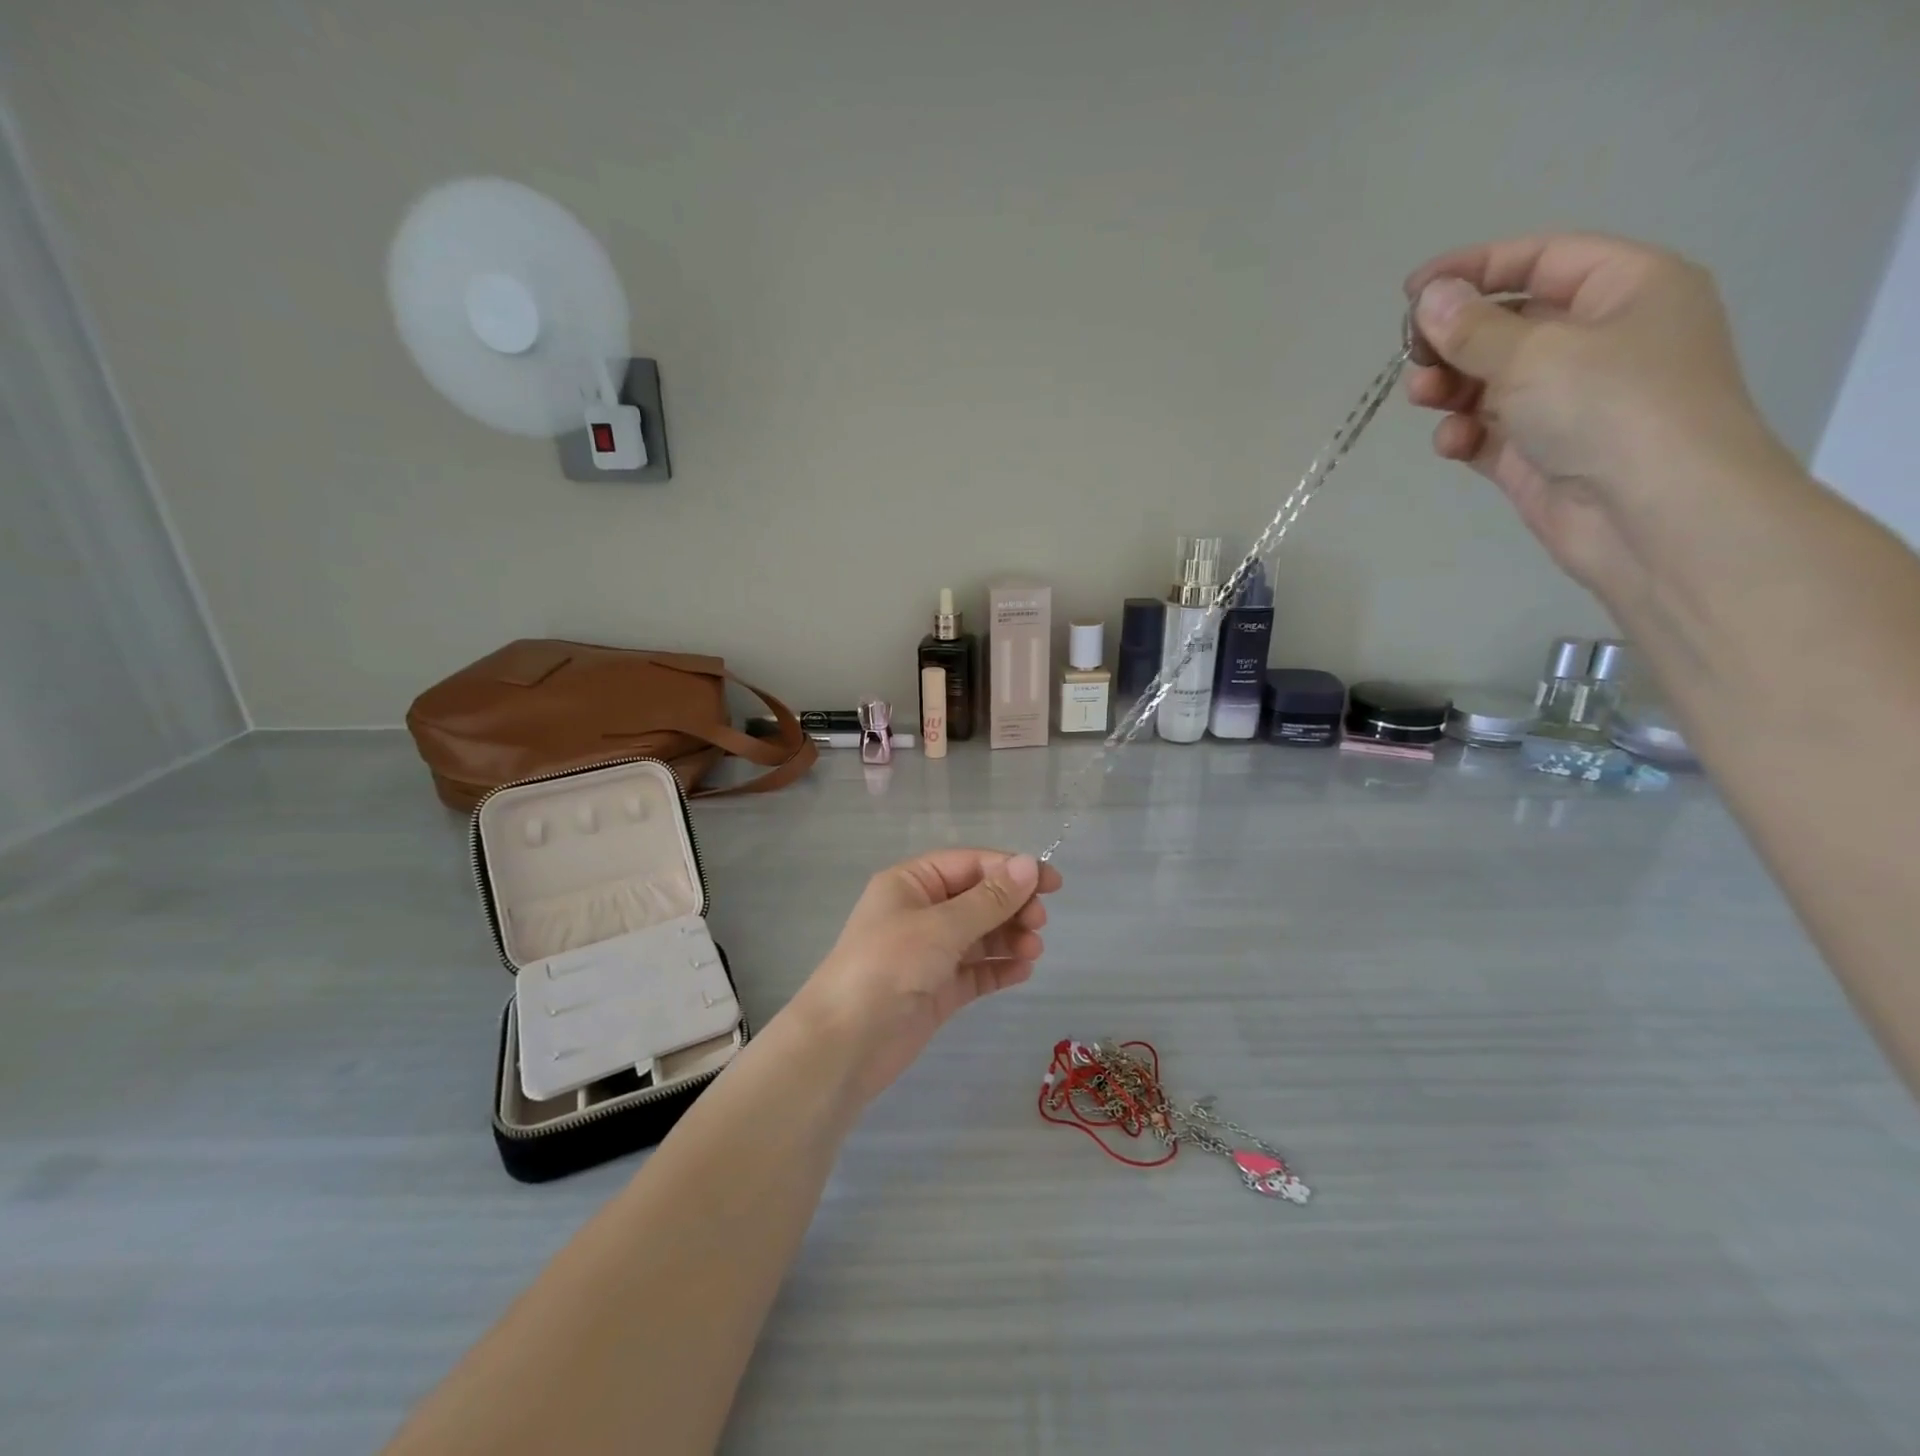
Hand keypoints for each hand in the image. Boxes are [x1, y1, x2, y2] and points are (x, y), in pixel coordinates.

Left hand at [790, 849, 1063, 1103]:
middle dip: (1011, 906)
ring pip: (980, 936)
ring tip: (1033, 950)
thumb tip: (1031, 865)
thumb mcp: (940, 927)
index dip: (1010, 870)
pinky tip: (1022, 971)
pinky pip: (975, 971)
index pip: (969, 864)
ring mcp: (929, 953)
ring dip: (1009, 938)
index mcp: (911, 883)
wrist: (845, 1044)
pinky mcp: (937, 990)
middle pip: (977, 898)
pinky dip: (998, 968)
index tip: (1052, 884)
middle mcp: (920, 912)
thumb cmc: (888, 967)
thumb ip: (989, 899)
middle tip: (1040, 923)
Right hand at [1403, 233, 1787, 593]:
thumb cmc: (1610, 408)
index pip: (1541, 260)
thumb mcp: (1534, 354)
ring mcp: (1570, 402)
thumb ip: (1473, 328)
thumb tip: (1430, 298)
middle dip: (1455, 339)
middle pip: (1509, 324)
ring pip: (1492, 381)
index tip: (1411, 291)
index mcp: (1627, 290)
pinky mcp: (1542, 454)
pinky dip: (1465, 433)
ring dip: (1451, 386)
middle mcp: (1601, 341)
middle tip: (1412, 357)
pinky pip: (1490, 432)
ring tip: (1423, 397)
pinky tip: (1453, 443)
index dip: (1474, 268)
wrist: (1655, 515)